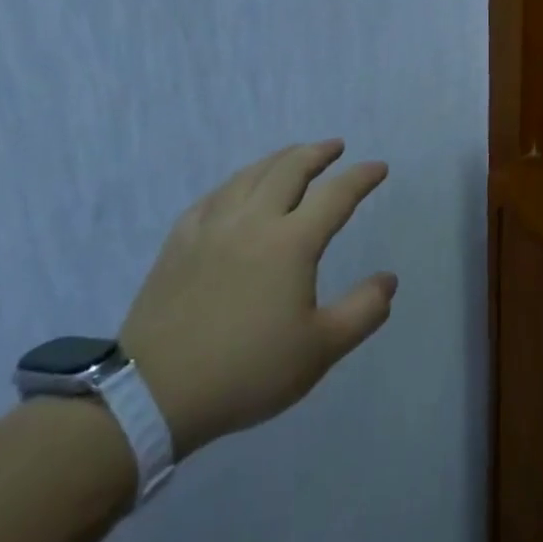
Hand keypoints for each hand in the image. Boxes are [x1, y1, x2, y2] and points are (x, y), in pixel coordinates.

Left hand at [121, 140, 396, 454]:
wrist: (154, 394)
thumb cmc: (247, 371)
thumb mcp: (320, 350)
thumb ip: (363, 311)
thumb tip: (389, 280)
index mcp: (291, 243)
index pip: (336, 195)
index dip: (361, 177)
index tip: (379, 167)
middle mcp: (253, 222)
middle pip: (289, 170)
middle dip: (318, 153)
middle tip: (336, 147)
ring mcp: (211, 228)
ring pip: (249, 175)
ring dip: (278, 159)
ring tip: (293, 155)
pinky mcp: (179, 243)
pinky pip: (213, 196)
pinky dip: (236, 182)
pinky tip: (237, 188)